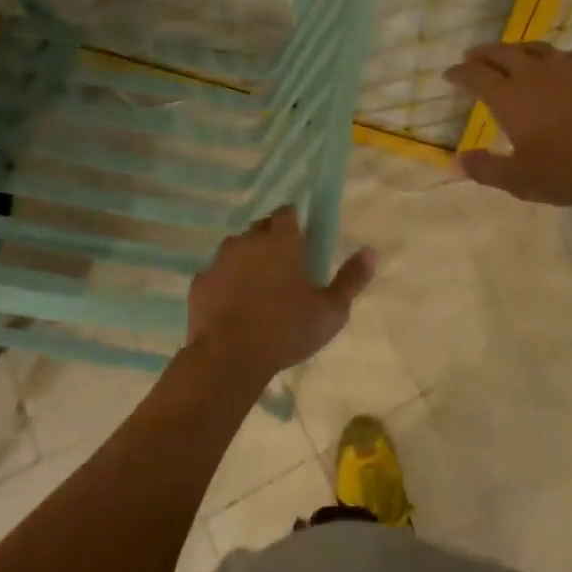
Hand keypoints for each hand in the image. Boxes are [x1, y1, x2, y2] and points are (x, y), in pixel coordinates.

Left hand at [186, 207, 376, 381]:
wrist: (228, 358)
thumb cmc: (286, 330)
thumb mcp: (331, 310)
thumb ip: (351, 279)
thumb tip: (371, 251)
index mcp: (280, 241)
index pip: (286, 213)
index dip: (294, 223)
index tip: (301, 242)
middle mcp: (247, 241)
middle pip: (260, 229)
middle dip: (270, 240)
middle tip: (283, 269)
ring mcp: (219, 260)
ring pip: (235, 250)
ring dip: (246, 261)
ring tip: (257, 290)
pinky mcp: (199, 282)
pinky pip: (216, 275)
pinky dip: (225, 283)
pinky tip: (232, 307)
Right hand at [444, 41, 571, 205]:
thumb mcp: (524, 180)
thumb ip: (487, 169)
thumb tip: (457, 161)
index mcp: (510, 97)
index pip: (475, 76)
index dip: (459, 74)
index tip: (449, 76)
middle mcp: (534, 73)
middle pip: (500, 53)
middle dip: (481, 55)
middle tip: (472, 58)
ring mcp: (568, 66)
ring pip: (533, 48)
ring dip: (514, 50)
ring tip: (508, 55)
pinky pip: (567, 55)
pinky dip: (554, 58)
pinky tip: (560, 65)